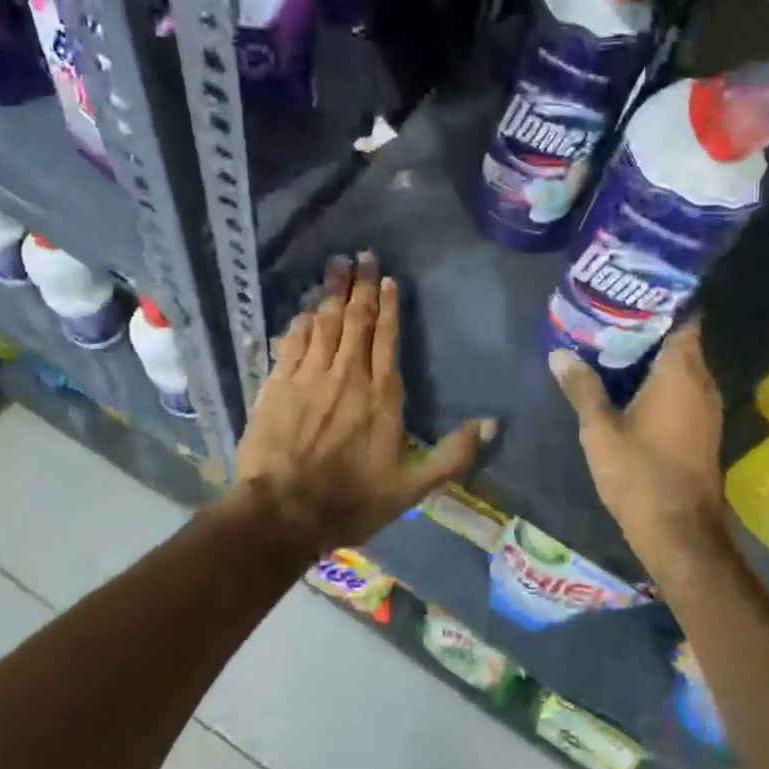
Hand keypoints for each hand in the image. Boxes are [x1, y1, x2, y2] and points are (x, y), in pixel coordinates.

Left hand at [237, 253, 496, 552]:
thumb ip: (452, 455)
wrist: (282, 513)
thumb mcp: (411, 487)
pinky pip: (292, 342)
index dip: (389, 305)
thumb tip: (491, 423)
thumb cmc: (351, 500)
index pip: (387, 337)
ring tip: (335, 265)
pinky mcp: (277, 385)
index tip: (387, 278)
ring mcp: (309, 377)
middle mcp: (347, 375)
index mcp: (381, 394)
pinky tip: (305, 309)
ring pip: (323, 323)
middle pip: (355, 320)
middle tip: (360, 255)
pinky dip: (301, 322)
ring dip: (330, 292)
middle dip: (359, 286)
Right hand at [550, 322, 727, 577]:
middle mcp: (701, 383)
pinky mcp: (702, 427)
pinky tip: (627, 384)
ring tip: (610, 343)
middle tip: (608, 314)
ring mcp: (706, 407)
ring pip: (681, 366)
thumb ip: (581, 388)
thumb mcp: (600, 431)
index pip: (683, 318)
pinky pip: (682, 388)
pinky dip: (659, 379)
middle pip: (680, 339)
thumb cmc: (641, 476)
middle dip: (647, 326)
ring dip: (651, 355)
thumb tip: (559, 354)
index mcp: (681, 374)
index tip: (629, 292)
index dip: (660, 301)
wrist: (681, 534)